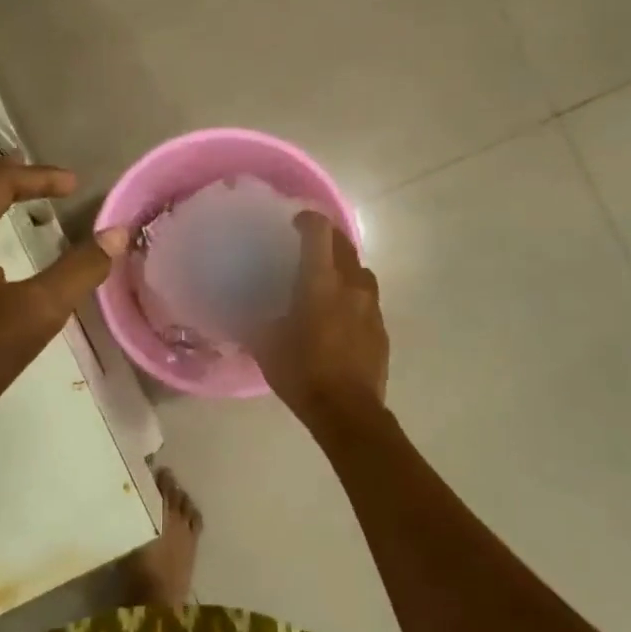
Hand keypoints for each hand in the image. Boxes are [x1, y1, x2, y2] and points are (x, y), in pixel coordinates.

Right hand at [254, 212, 388, 430]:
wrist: (348, 411)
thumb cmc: (302, 372)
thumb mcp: (266, 345)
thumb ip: (258, 321)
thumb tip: (248, 313)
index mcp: (320, 282)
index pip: (319, 232)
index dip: (307, 220)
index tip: (295, 223)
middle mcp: (351, 285)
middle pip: (345, 245)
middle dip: (328, 239)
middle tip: (309, 247)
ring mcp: (371, 307)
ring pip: (361, 272)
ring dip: (345, 268)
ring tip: (328, 282)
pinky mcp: (382, 329)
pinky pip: (368, 301)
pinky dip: (354, 298)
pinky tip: (341, 317)